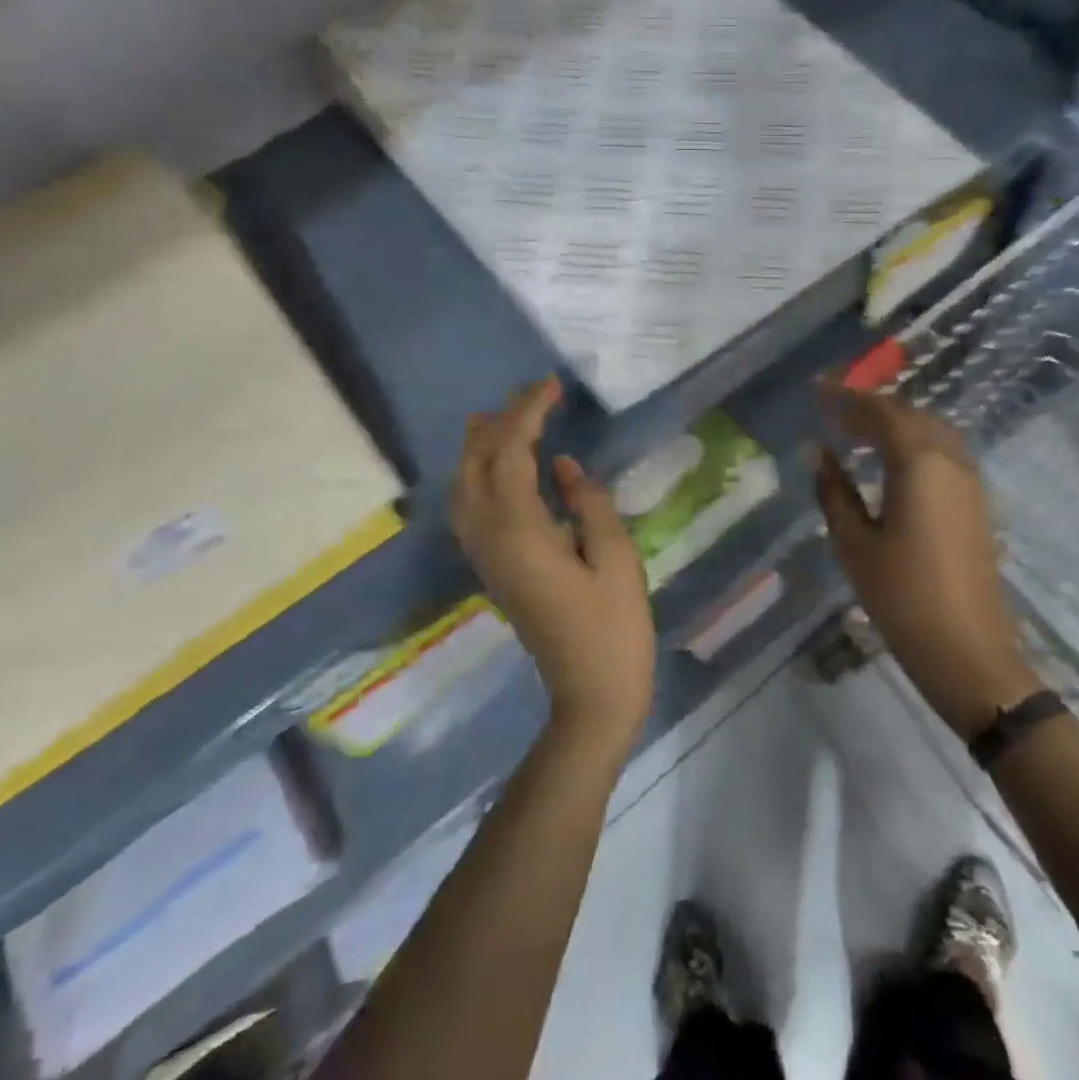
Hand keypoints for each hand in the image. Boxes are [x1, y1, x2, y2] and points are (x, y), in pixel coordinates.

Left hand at [450, 377, 655, 750]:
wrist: (590, 694)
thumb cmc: (613, 627)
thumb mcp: (615, 557)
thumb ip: (587, 502)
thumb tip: (560, 465)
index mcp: (519, 530)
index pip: (511, 453)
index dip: (528, 413)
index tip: (552, 385)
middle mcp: (488, 537)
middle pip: (477, 463)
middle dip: (500, 421)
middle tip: (533, 394)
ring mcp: (484, 555)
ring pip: (463, 486)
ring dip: (479, 445)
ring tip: (501, 417)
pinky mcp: (492, 568)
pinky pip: (469, 507)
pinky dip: (476, 474)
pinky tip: (496, 467)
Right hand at [814, 385, 1035, 737]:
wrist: (967, 648)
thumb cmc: (901, 596)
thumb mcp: (854, 543)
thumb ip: (834, 491)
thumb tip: (817, 452)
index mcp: (919, 463)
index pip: (880, 413)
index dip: (846, 398)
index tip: (816, 390)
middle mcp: (950, 460)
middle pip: (909, 416)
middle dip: (870, 408)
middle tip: (834, 413)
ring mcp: (969, 481)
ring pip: (931, 432)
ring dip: (895, 424)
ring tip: (858, 434)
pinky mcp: (976, 502)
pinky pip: (943, 453)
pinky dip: (914, 444)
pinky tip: (892, 463)